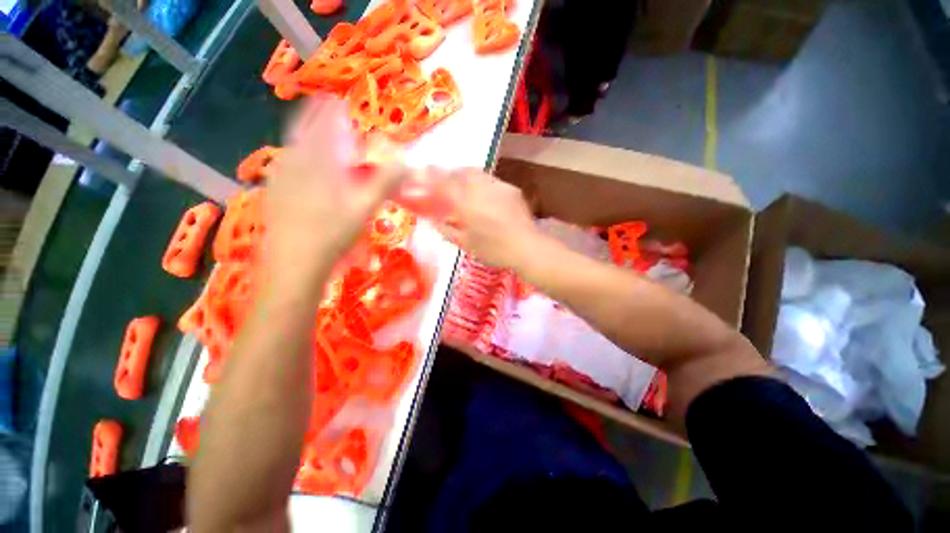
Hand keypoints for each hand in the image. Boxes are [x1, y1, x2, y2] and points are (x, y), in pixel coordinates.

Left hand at [264, 98, 406, 265]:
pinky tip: (304, 169)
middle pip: (303, 131)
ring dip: (307, 138)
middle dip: (315, 118)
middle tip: (327, 114)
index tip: (338, 100)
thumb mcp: (364, 208)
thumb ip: (384, 183)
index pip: (322, 124)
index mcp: (316, 162)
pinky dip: (298, 158)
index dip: (330, 110)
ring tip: (318, 139)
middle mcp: (294, 162)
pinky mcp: (274, 192)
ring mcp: (279, 177)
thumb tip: (405, 164)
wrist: (296, 262)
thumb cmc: (333, 234)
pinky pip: (286, 165)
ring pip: (293, 148)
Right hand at [436, 170, 537, 268]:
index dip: (432, 175)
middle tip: (446, 181)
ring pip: (478, 173)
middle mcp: (481, 188)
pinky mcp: (511, 189)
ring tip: (464, 186)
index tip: (424, 172)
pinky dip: (483, 183)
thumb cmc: (493, 249)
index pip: (444, 182)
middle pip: (461, 172)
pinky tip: (485, 195)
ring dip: (467, 175)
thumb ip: (447, 231)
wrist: (526, 247)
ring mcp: (498, 186)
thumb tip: (435, 222)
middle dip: (451, 172)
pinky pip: (492, 181)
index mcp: (466, 203)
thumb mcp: (466, 244)